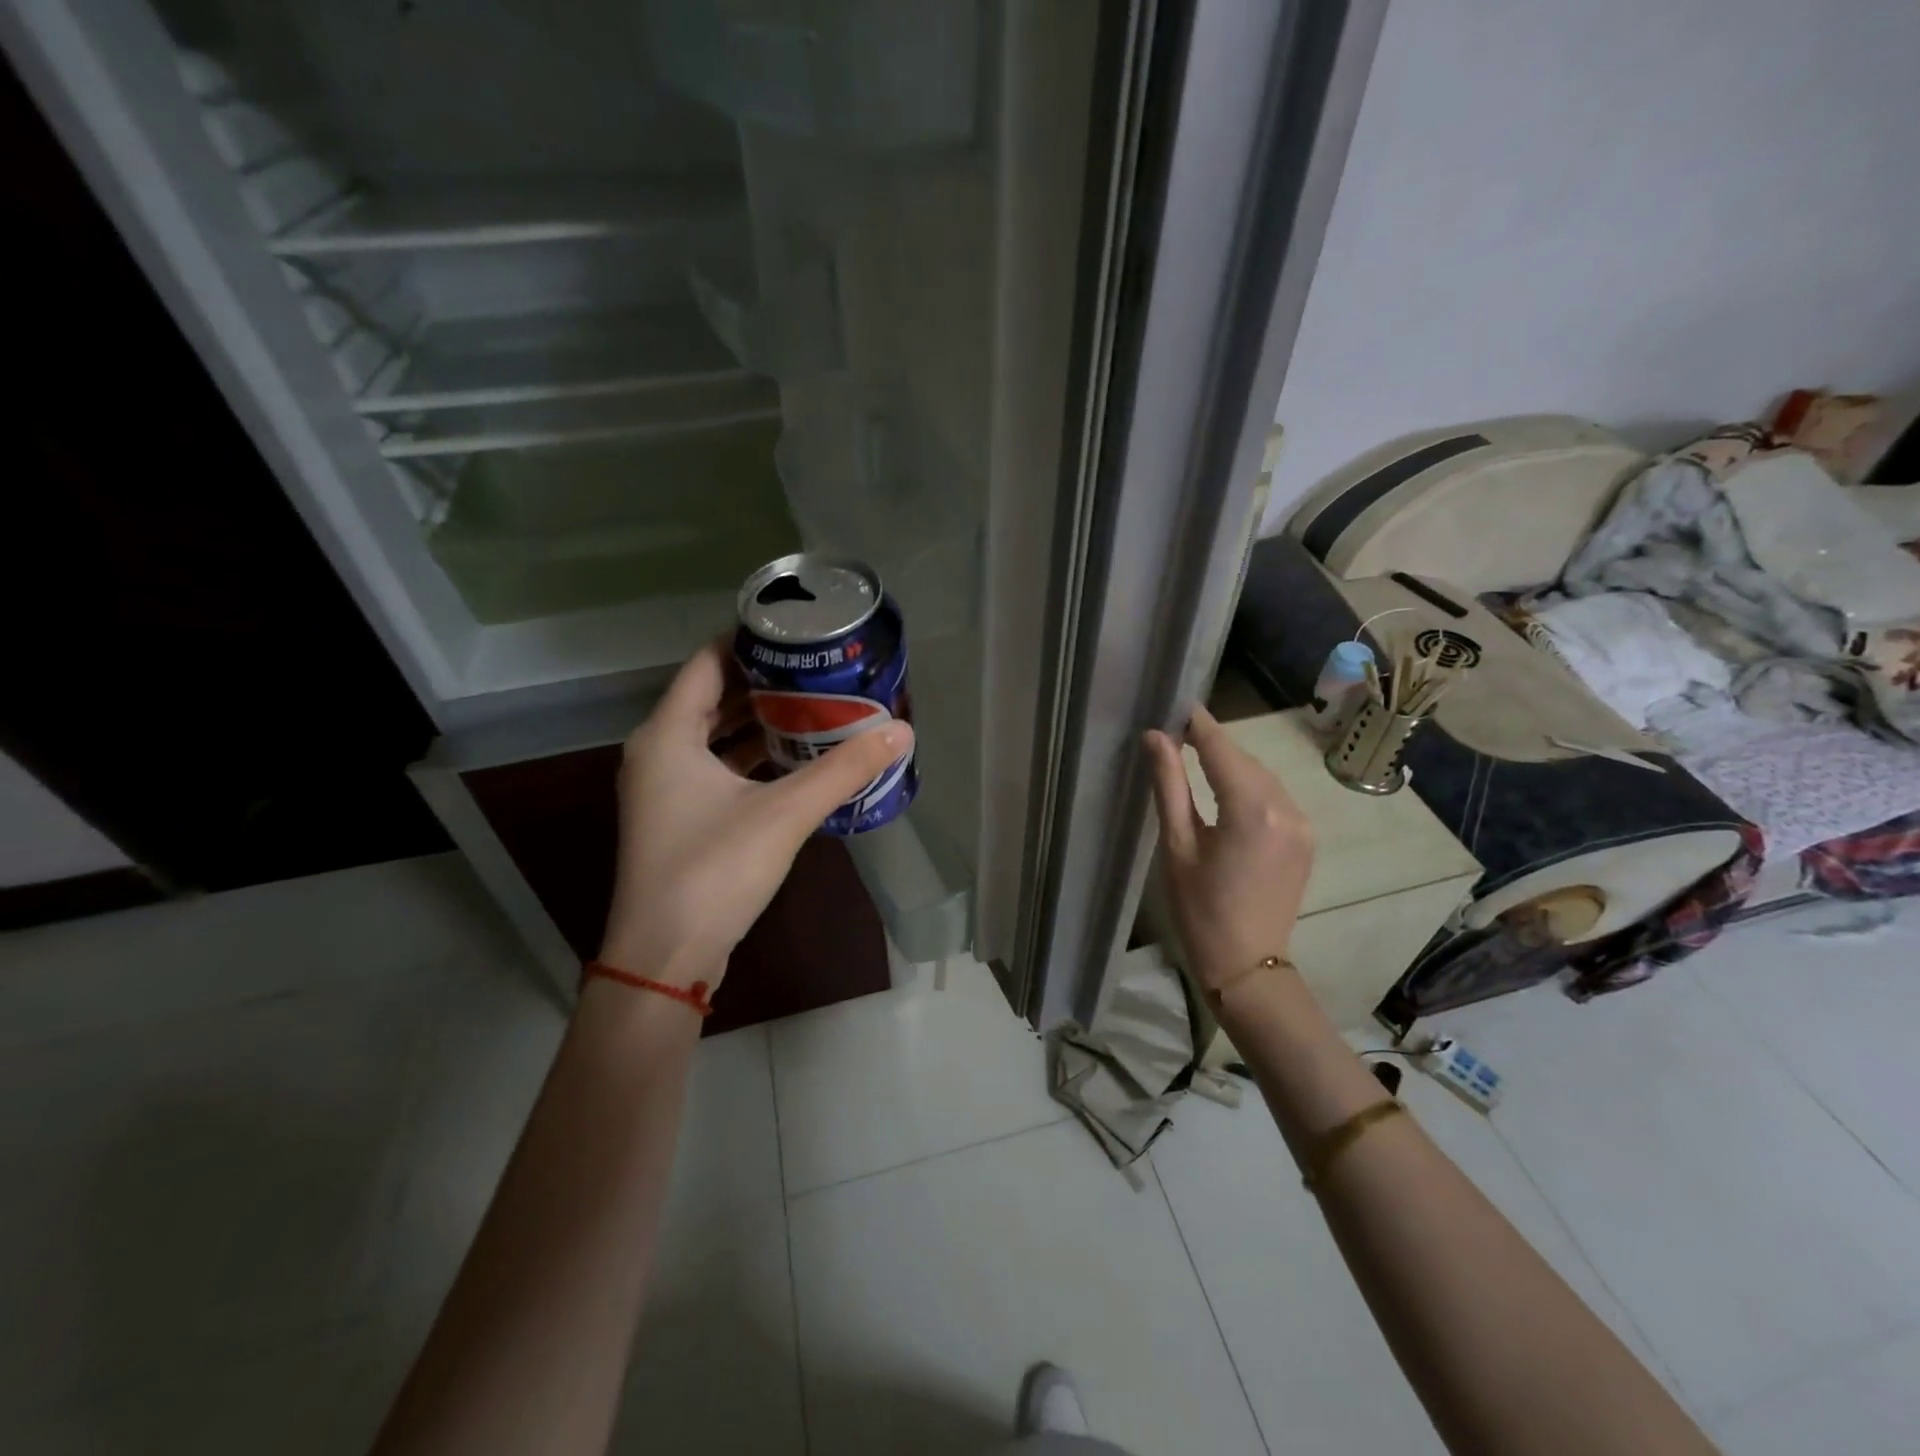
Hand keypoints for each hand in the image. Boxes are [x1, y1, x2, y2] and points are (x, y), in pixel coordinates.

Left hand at [598, 641, 911, 989]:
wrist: (664, 959)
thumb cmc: (713, 872)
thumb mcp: (784, 814)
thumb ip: (843, 770)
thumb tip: (900, 732)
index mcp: (667, 735)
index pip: (706, 661)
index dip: (749, 642)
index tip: (798, 634)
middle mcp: (657, 752)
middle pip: (711, 696)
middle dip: (764, 682)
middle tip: (818, 669)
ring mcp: (665, 789)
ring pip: (714, 736)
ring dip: (759, 722)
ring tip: (815, 706)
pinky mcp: (679, 819)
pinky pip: (717, 769)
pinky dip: (752, 758)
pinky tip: (796, 760)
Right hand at [1144, 706, 1313, 991]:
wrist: (1247, 965)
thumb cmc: (1200, 909)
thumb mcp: (1177, 845)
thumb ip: (1169, 785)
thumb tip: (1156, 736)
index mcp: (1251, 809)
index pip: (1220, 747)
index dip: (1196, 723)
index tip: (1174, 704)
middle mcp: (1285, 807)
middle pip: (1244, 759)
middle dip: (1211, 744)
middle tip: (1175, 736)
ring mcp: (1302, 823)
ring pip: (1261, 775)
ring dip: (1230, 765)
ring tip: (1194, 761)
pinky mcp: (1305, 837)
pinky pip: (1274, 796)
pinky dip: (1248, 787)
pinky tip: (1225, 794)